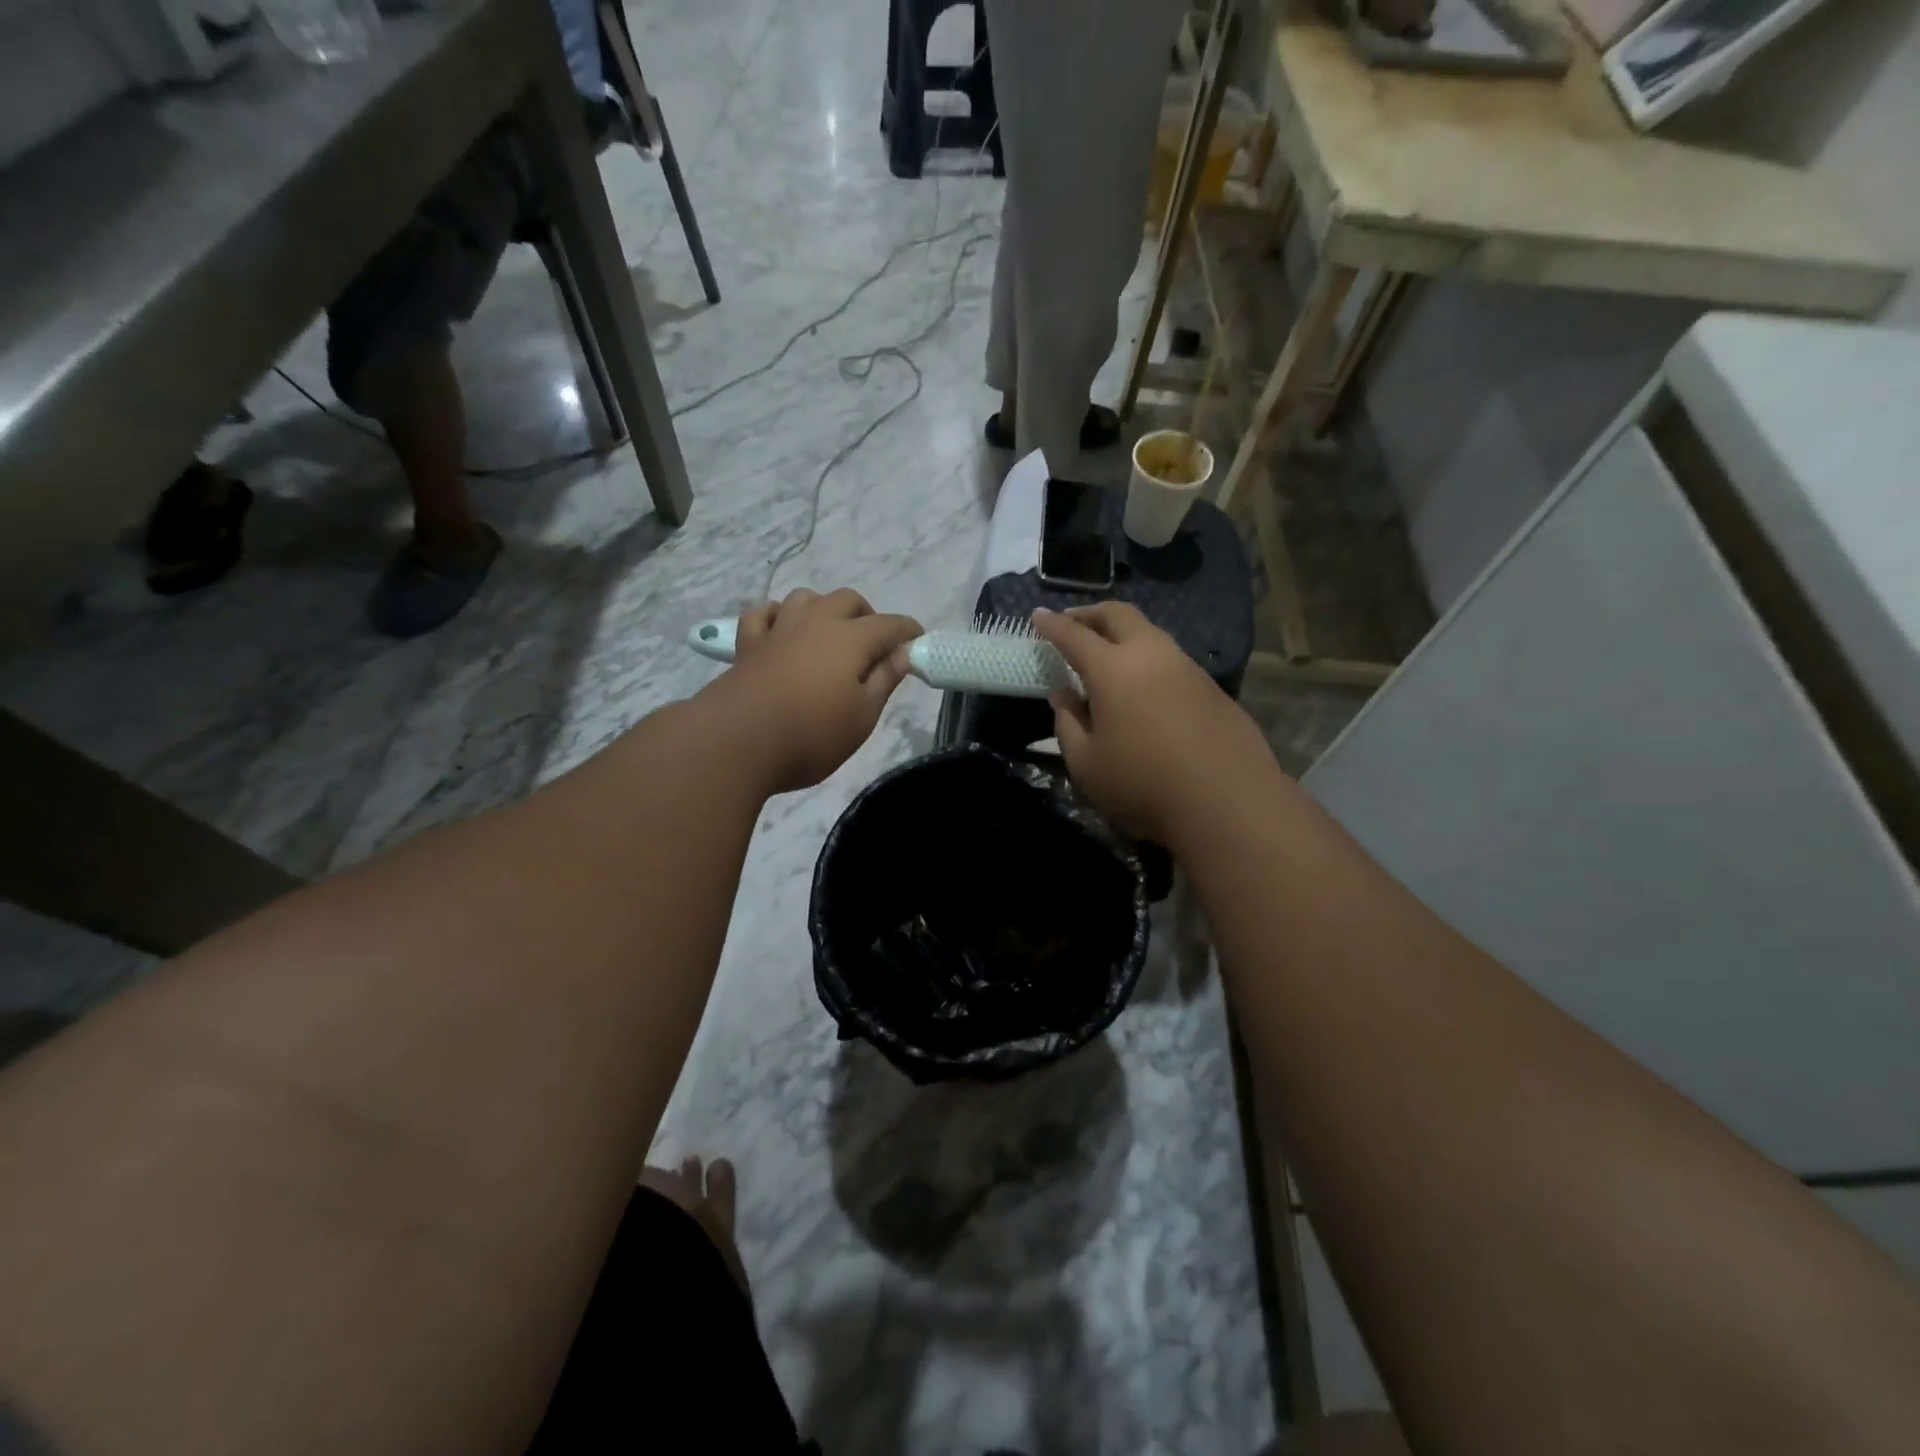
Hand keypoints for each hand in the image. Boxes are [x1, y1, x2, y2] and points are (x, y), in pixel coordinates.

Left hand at [706, 588, 922, 793]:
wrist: (737, 742)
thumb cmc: (811, 735)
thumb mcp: (862, 717)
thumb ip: (884, 681)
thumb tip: (902, 654)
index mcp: (850, 639)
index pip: (889, 625)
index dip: (907, 631)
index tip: (918, 642)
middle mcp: (816, 622)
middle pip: (847, 600)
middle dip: (867, 615)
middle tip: (873, 645)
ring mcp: (778, 629)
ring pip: (805, 598)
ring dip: (823, 608)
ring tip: (828, 634)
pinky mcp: (747, 644)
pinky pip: (763, 614)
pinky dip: (777, 616)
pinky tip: (781, 631)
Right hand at [1034, 603, 1279, 848]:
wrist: (1227, 803)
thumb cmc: (1143, 785)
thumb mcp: (1086, 764)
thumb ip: (1068, 723)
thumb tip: (1062, 694)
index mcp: (1113, 669)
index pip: (1074, 635)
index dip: (1053, 624)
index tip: (1038, 615)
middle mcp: (1152, 655)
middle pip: (1119, 615)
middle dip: (1091, 613)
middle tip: (1072, 622)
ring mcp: (1187, 668)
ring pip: (1150, 634)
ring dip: (1123, 634)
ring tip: (1107, 653)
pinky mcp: (1212, 689)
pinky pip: (1171, 659)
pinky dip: (1148, 659)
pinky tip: (1143, 686)